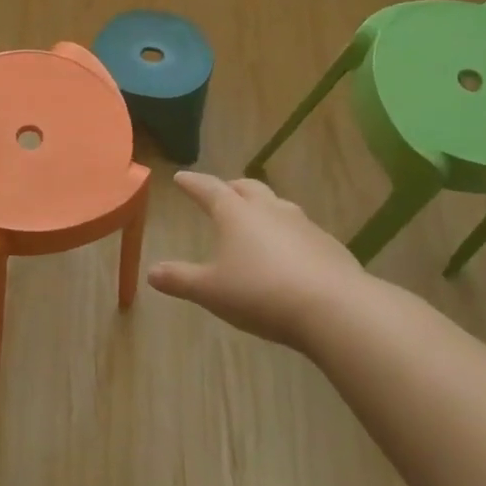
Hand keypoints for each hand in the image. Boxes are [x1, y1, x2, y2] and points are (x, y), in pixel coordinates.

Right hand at [149, 172, 381, 350]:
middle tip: (221, 192)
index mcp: (236, 214)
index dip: (192, 184)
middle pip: (247, 189)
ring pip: (277, 205)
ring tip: (255, 217)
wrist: (334, 308)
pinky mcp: (327, 245)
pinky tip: (287, 251)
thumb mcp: (211, 291)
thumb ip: (180, 280)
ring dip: (262, 206)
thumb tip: (151, 273)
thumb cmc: (261, 293)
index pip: (209, 189)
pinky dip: (286, 232)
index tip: (180, 177)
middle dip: (230, 188)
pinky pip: (300, 229)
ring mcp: (303, 224)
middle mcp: (269, 210)